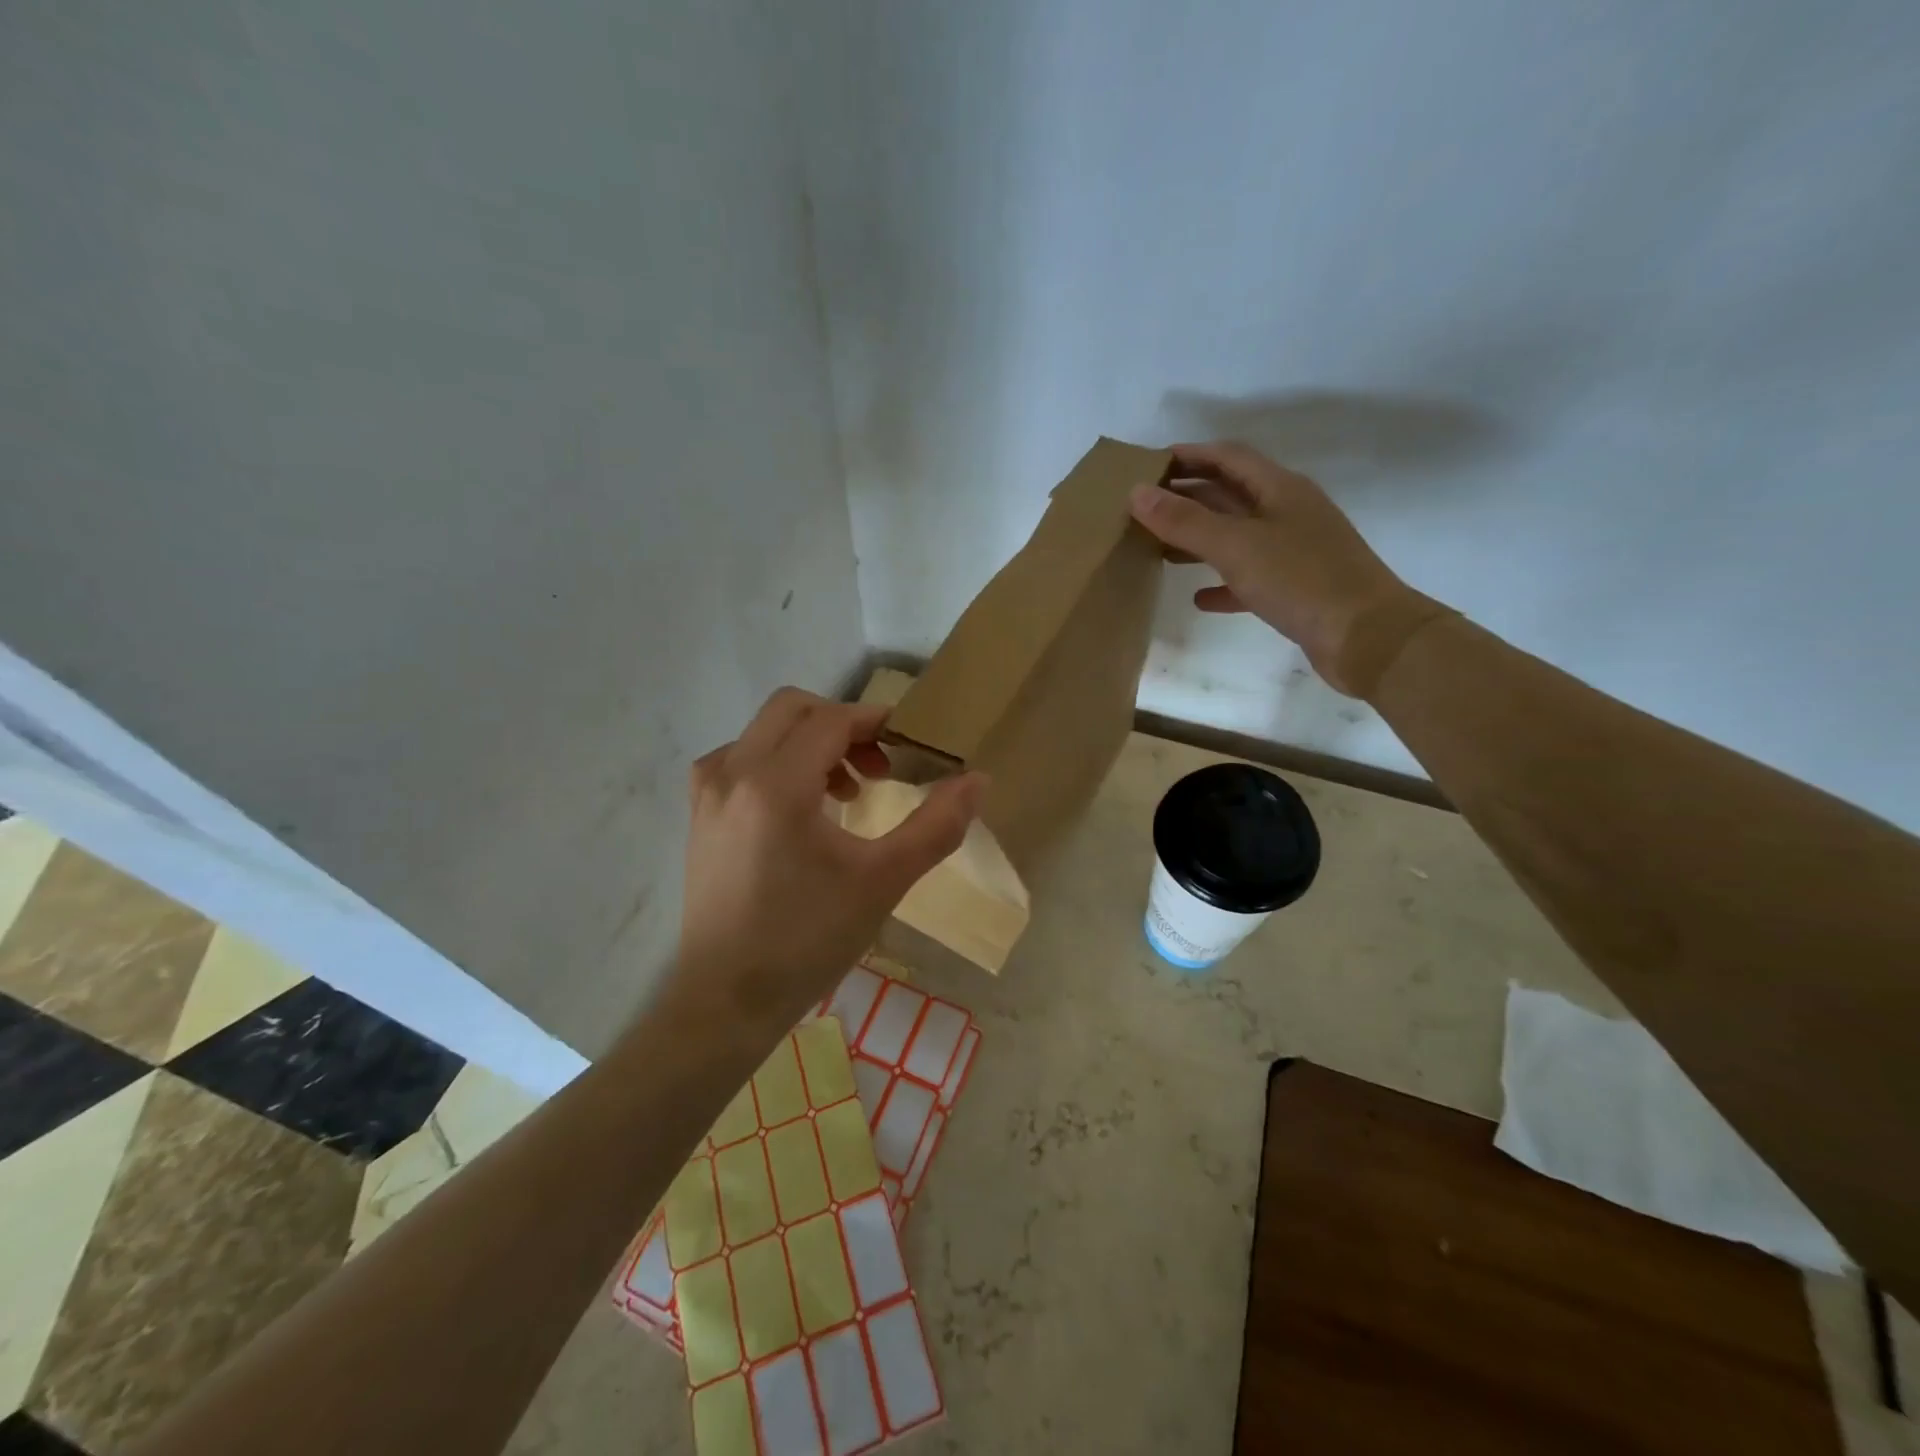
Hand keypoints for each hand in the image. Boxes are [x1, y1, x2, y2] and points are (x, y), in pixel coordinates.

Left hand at [673, 688, 984, 1038]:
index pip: (830, 720)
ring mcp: (708, 793)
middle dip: (842, 724)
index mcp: (775, 784)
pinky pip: (740, 760)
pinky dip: (777, 764)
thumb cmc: (808, 940)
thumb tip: (977, 779)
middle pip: (791, 709)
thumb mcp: (884, 881)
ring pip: (763, 733)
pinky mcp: (699, 816)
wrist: (726, 1001)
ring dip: (810, 744)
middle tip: (877, 768)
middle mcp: (732, 772)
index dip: (874, 721)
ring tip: (846, 794)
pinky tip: (800, 810)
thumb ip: (936, 825)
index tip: (907, 745)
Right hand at [1129, 441, 1448, 697]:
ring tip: (1157, 549)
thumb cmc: (1302, 580)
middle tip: (1142, 509)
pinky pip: (1249, 578)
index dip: (1188, 456)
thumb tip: (1137, 492)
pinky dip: (1222, 583)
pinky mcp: (1295, 589)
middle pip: (1229, 495)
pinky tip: (1199, 598)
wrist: (1367, 637)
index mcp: (1280, 489)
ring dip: (1198, 540)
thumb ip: (1185, 521)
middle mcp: (1287, 513)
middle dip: (1187, 498)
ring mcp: (1294, 551)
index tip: (1147, 466)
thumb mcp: (1237, 546)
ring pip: (1236, 536)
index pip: (1228, 457)